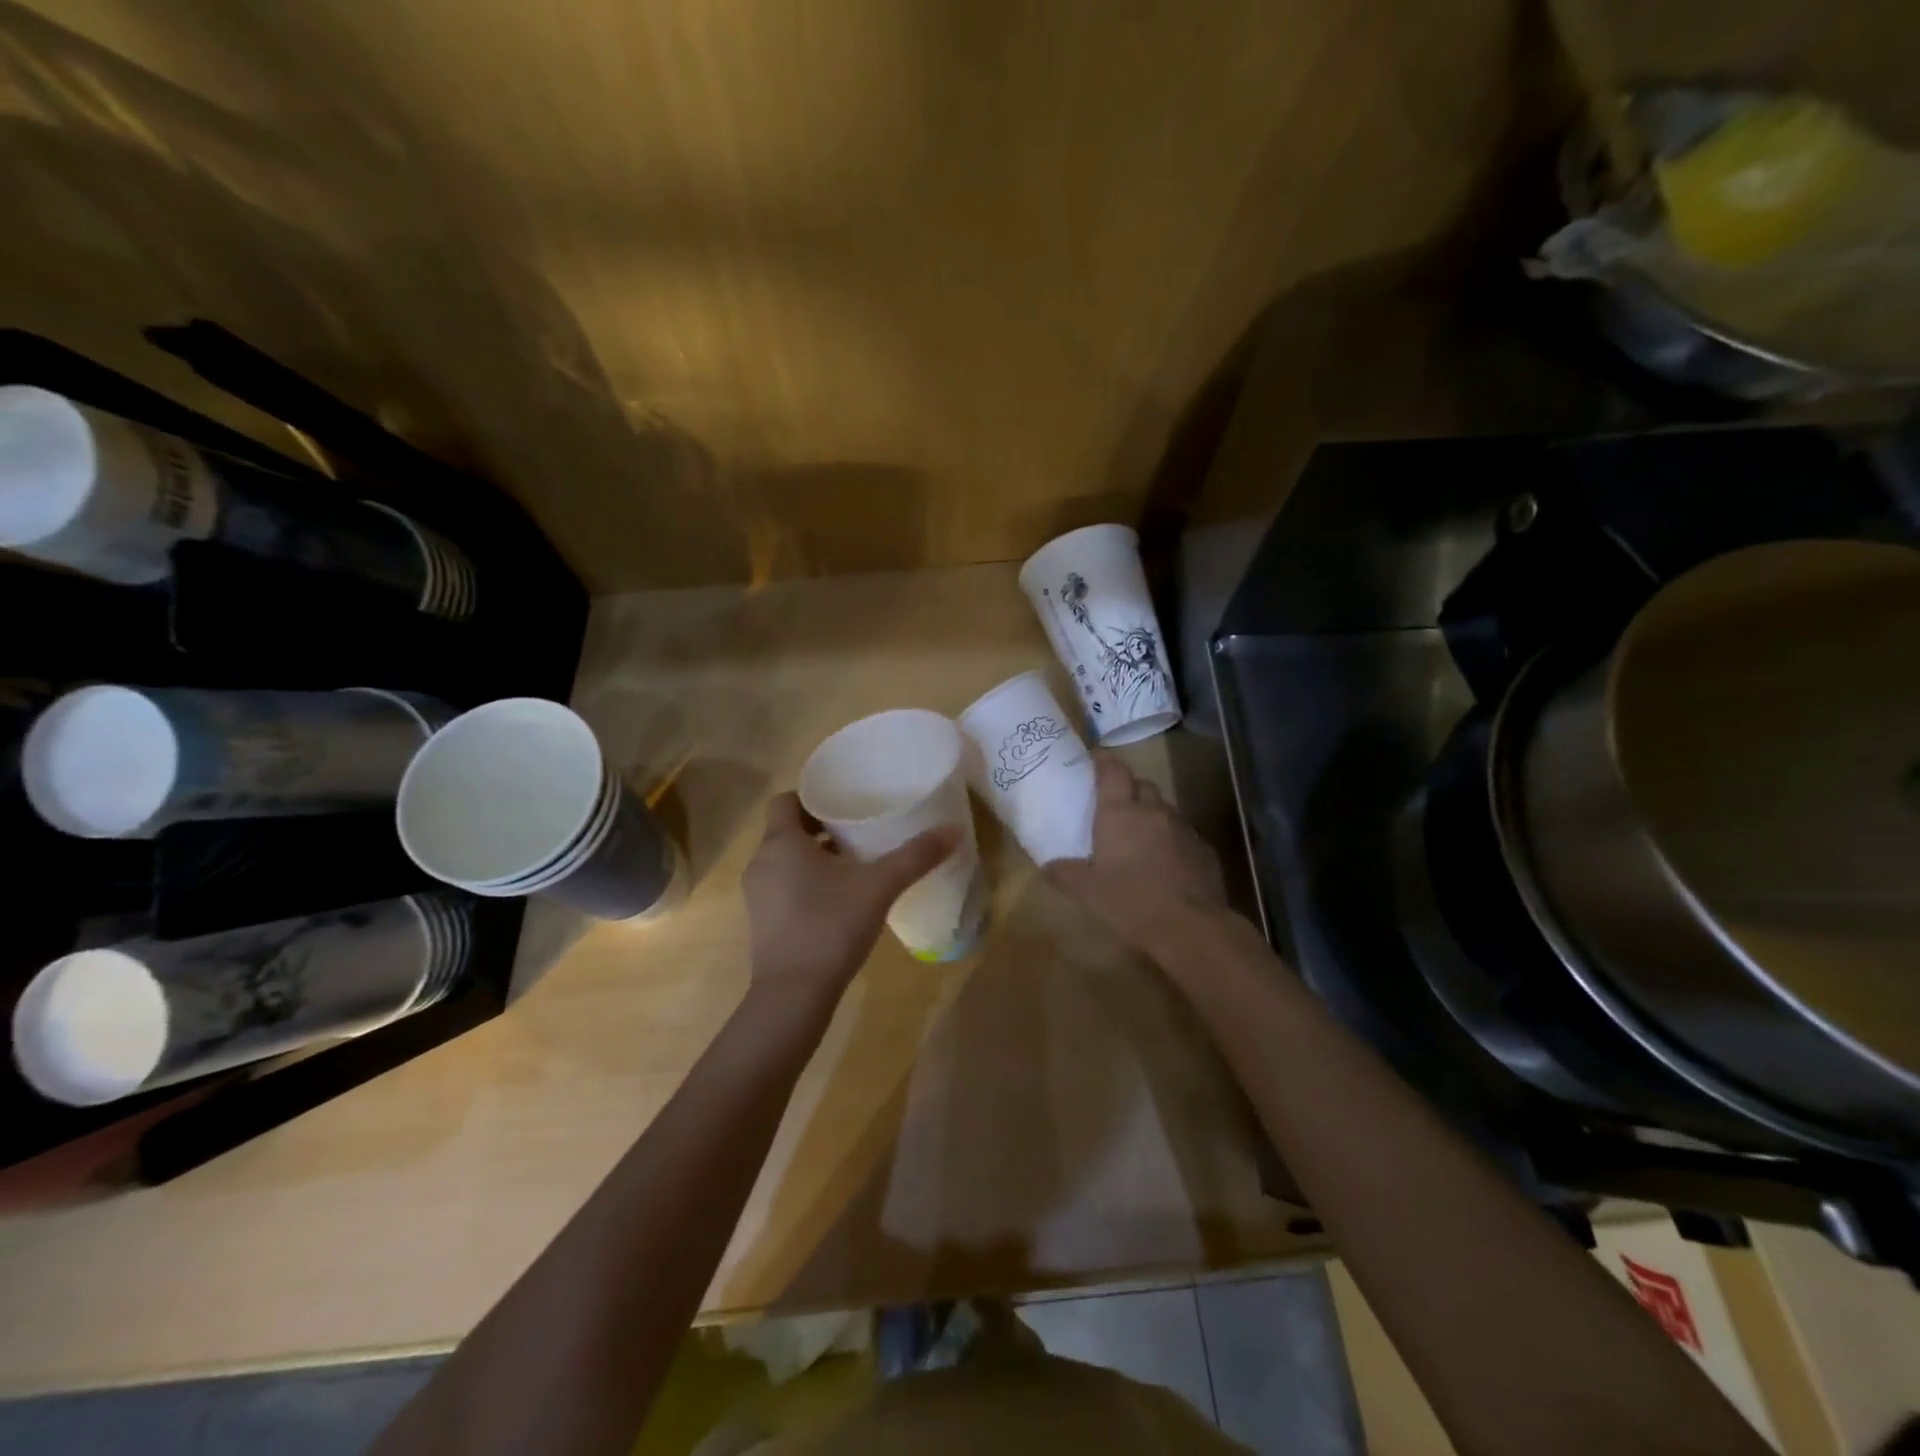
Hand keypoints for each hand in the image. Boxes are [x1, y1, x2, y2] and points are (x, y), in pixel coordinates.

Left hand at [741, 792, 958, 1009]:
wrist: (794, 995)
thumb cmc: (830, 926)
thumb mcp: (880, 886)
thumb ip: (916, 856)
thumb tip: (955, 829)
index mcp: (781, 842)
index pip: (785, 800)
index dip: (812, 796)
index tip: (844, 801)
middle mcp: (761, 862)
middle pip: (787, 829)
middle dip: (821, 827)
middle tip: (859, 829)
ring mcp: (758, 895)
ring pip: (786, 860)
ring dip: (814, 856)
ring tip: (854, 863)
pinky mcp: (763, 922)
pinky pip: (783, 886)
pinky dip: (806, 883)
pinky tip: (840, 899)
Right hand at [1046, 754, 1225, 957]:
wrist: (1189, 926)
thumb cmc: (1129, 901)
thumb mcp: (1086, 891)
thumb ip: (1064, 873)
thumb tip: (1048, 866)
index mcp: (1120, 813)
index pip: (1113, 771)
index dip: (1104, 760)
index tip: (1095, 757)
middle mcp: (1153, 811)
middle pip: (1141, 785)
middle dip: (1128, 788)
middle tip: (1114, 803)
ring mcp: (1183, 828)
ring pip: (1164, 809)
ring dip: (1150, 814)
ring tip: (1138, 835)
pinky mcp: (1204, 849)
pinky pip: (1182, 834)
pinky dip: (1170, 839)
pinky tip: (1164, 861)